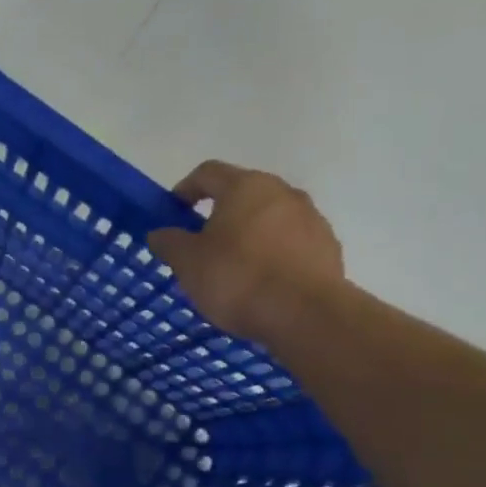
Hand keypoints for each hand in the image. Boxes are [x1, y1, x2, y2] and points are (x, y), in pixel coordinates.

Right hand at [146, 162, 345, 342]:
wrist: (305, 313)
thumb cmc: (237, 278)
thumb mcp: (188, 263)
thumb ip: (169, 243)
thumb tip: (159, 233)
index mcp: (245, 187)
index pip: (208, 173)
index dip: (185, 189)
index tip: (172, 213)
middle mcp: (282, 191)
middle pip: (242, 194)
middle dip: (219, 214)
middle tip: (201, 245)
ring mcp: (310, 217)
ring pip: (269, 218)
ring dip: (248, 234)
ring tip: (233, 268)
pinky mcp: (327, 245)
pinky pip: (290, 242)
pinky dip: (272, 254)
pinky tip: (262, 282)